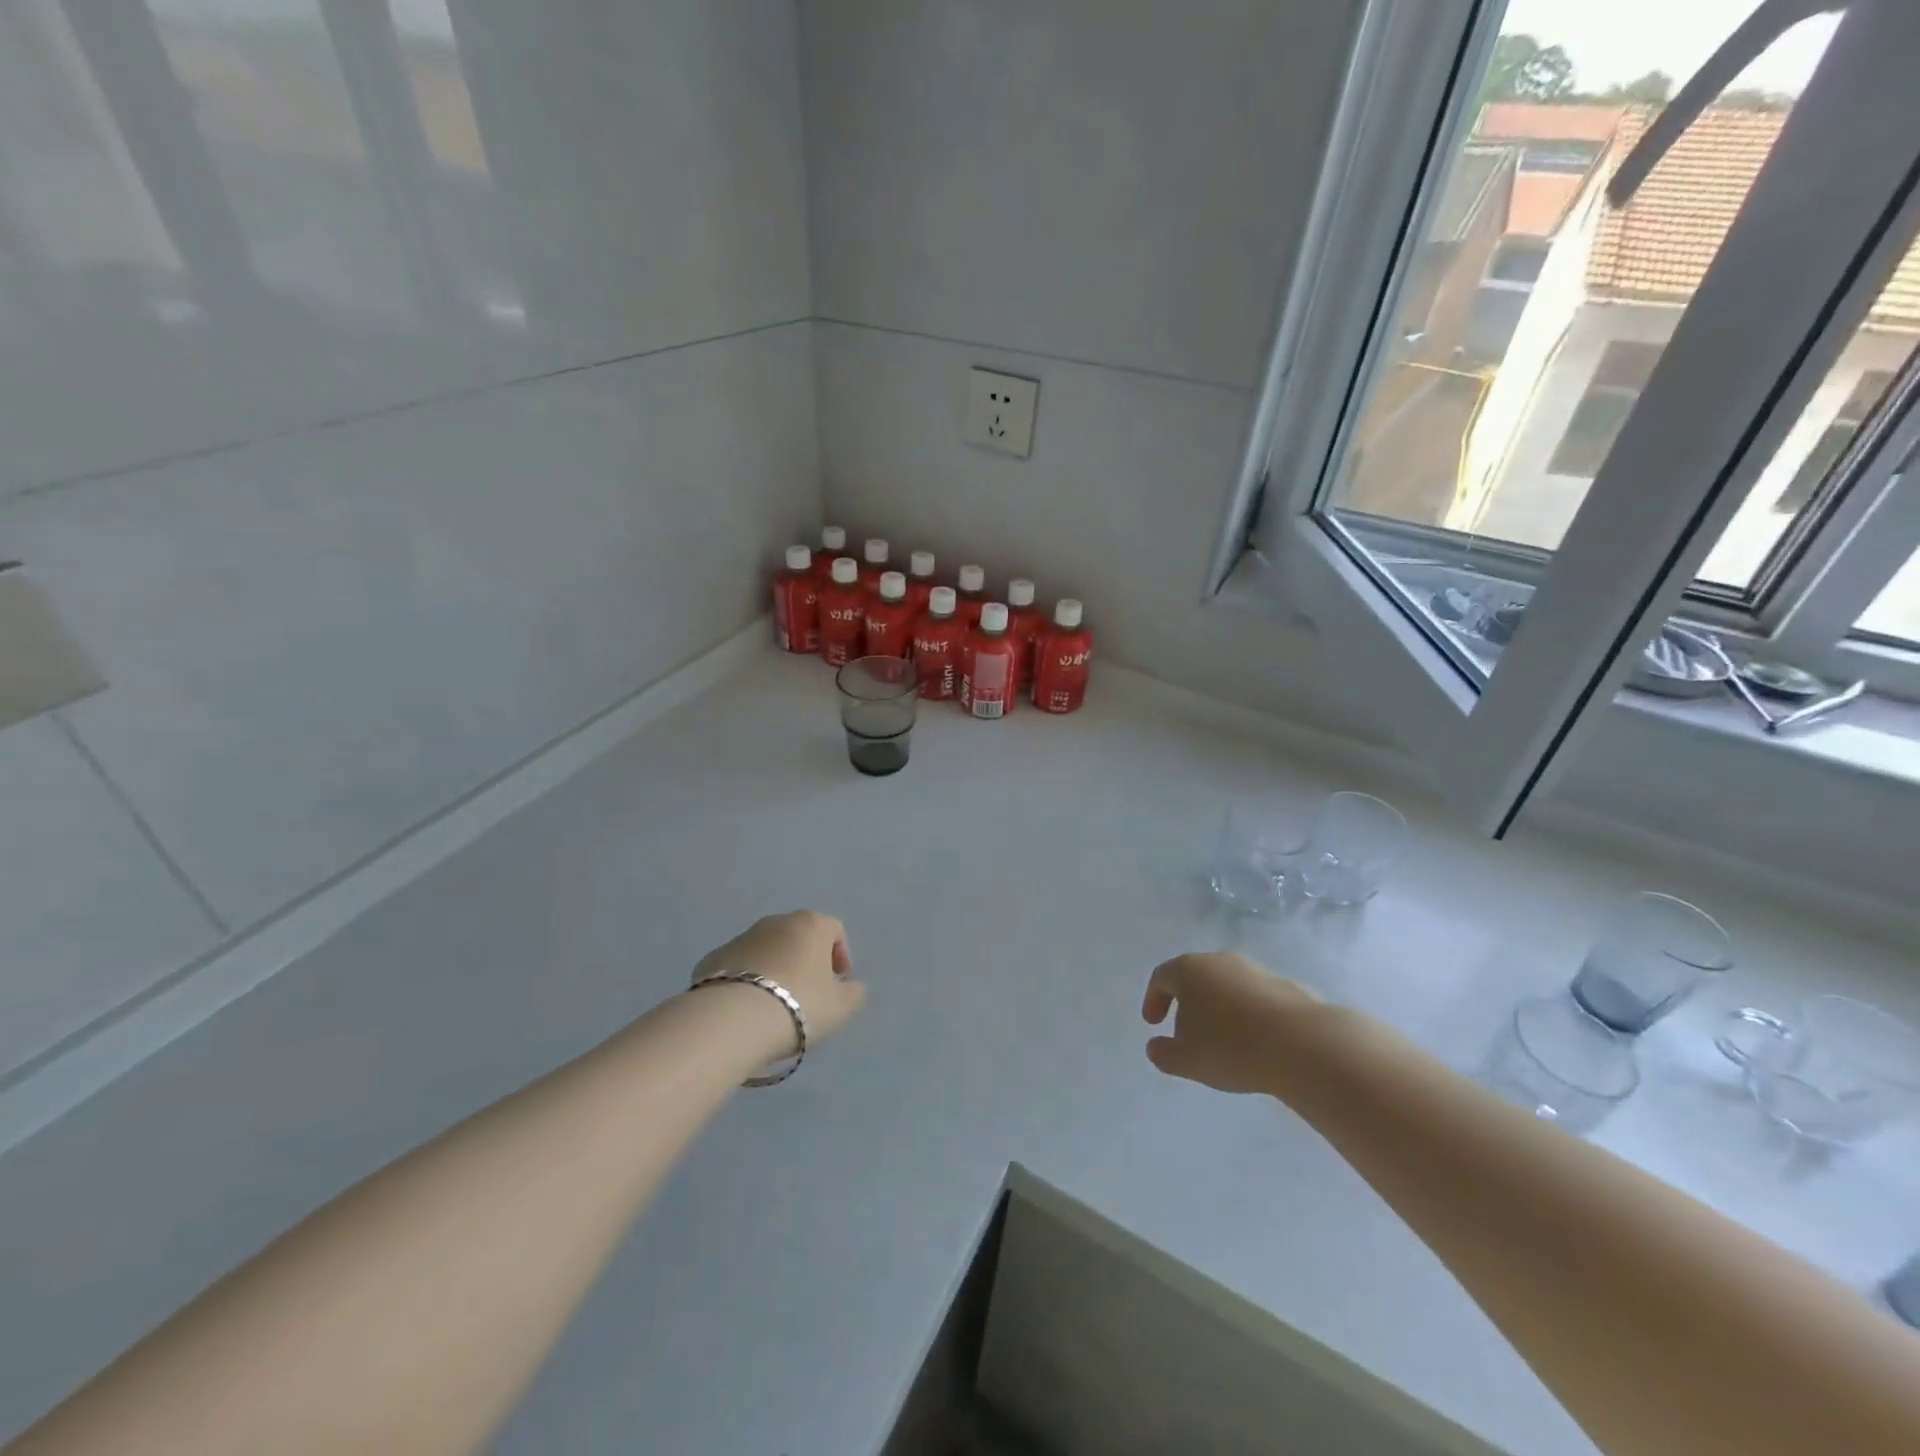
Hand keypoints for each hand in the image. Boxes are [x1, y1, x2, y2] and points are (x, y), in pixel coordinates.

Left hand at [693, 911, 866, 1049]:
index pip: (834, 929)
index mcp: (810, 925)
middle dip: (806, 961)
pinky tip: (746, 1009)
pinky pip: (738, 967)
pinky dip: (746, 981)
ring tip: (774, 1005)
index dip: (841, 955)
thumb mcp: (841, 1006)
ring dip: (775, 970)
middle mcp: (775, 922)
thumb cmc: (799, 1005)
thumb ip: (854, 993)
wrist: (732, 1020)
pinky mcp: (712, 959)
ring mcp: (740, 938)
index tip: (839, 982)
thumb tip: (850, 986)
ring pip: (766, 950)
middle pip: (798, 937)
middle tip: (808, 994)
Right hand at [1141, 951, 1321, 1094]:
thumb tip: (1156, 1046)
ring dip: (1219, 1009)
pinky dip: (1247, 1015)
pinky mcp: (1285, 985)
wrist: (1304, 1044)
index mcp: (1189, 970)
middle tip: (1186, 1035)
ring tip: (1223, 1043)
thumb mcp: (1187, 1060)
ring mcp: (1255, 970)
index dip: (1153, 1000)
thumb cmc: (1233, 1048)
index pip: (1161, 978)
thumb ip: (1163, 1053)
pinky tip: (1255, 1043)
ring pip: (1226, 986)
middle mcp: (1220, 961)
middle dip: (1186, 1005)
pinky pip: (1255, 998)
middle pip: (1194, 978)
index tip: (1153, 1024)